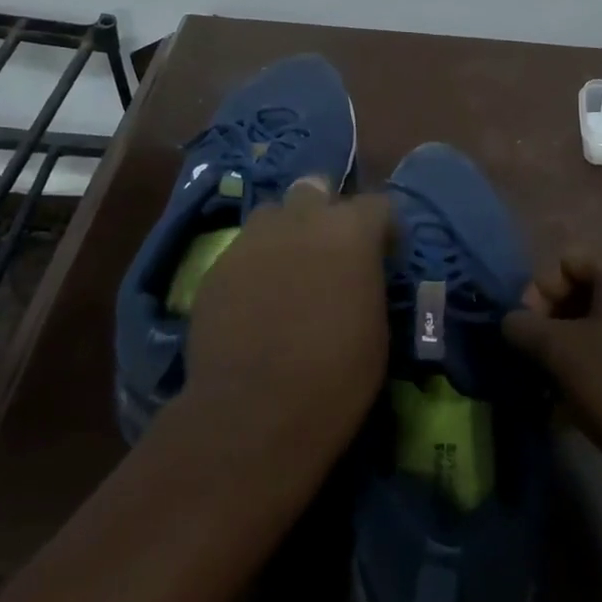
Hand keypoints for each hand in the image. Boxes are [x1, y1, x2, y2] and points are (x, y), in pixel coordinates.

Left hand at [180, 177, 393, 473]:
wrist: (253, 413)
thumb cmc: (335, 377)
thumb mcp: (375, 328)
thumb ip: (367, 280)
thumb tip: (360, 273)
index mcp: (350, 231)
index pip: (377, 204)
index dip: (382, 228)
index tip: (383, 253)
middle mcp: (301, 219)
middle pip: (315, 188)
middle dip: (325, 209)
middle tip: (329, 248)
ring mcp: (253, 239)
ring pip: (272, 213)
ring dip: (285, 230)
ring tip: (288, 267)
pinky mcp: (218, 265)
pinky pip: (242, 249)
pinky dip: (254, 264)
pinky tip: (254, 298)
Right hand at [502, 238, 601, 509]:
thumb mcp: (565, 357)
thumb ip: (527, 330)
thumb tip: (511, 321)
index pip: (563, 263)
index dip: (536, 299)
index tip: (530, 342)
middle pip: (593, 288)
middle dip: (563, 327)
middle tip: (550, 367)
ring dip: (591, 347)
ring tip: (577, 391)